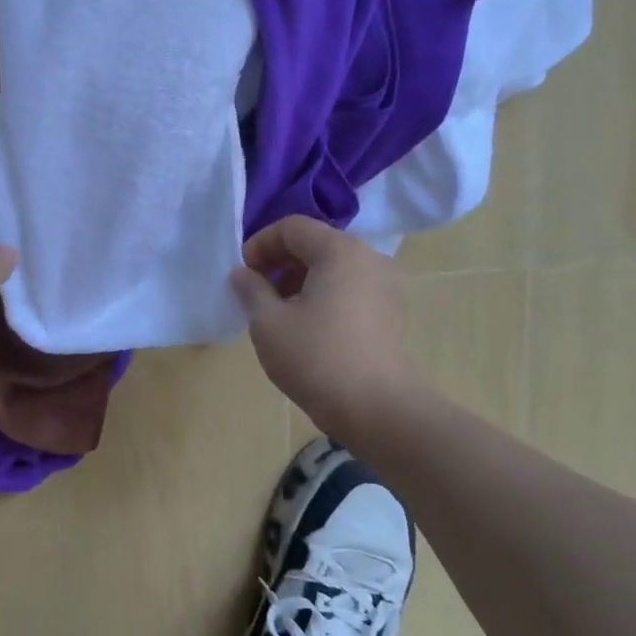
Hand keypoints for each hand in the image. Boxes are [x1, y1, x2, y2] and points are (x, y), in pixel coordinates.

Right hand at [229, 216, 411, 436]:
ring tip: (280, 314)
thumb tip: (242, 274)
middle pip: (317, 244)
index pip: (292, 227)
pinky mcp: (393, 313)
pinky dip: (326, 296)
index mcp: (340, 251)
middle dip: (280, 263)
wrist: (377, 408)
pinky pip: (352, 289)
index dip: (260, 244)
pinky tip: (309, 329)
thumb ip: (251, 290)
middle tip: (257, 294)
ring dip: (302, 281)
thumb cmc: (316, 358)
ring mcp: (387, 286)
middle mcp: (370, 258)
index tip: (243, 275)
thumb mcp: (268, 323)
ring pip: (335, 268)